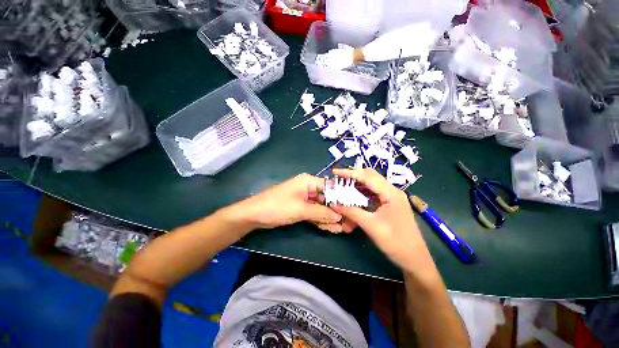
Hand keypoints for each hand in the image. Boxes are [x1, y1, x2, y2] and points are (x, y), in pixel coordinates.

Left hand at [232, 174, 342, 229]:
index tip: (352, 210)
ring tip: (343, 229)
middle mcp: (308, 188)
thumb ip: (321, 213)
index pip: (330, 188)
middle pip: (327, 199)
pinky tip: (331, 228)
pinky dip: (321, 220)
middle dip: (336, 212)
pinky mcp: (300, 207)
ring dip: (330, 218)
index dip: (341, 198)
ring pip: (321, 207)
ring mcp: (304, 198)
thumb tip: (339, 216)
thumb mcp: (301, 210)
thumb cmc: (277, 207)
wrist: (254, 215)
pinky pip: (314, 213)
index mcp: (309, 182)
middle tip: (349, 224)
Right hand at [330, 168, 435, 273]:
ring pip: (372, 183)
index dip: (350, 173)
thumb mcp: (371, 226)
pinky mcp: (390, 203)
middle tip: (338, 177)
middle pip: (371, 176)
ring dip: (358, 182)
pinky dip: (362, 191)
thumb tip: (334, 204)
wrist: (415, 259)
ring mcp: (392, 197)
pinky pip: (374, 192)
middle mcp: (392, 191)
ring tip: (343, 183)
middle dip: (354, 175)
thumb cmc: (395, 242)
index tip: (335, 172)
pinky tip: (353, 194)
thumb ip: (351, 212)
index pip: (368, 176)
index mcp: (391, 193)